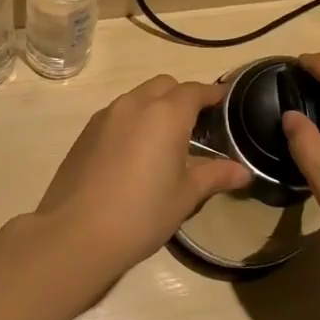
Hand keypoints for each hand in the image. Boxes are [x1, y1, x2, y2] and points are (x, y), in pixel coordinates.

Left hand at [35, 76, 250, 273]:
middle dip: (183, 96)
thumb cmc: (141, 213)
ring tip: (165, 140)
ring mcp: (106, 116)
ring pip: (138, 97)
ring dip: (155, 107)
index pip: (195, 90)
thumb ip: (215, 175)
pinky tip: (135, 154)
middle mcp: (135, 104)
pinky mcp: (86, 132)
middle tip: (196, 125)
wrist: (75, 234)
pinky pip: (118, 114)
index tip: (225, 102)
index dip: (212, 94)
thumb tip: (243, 171)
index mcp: (165, 114)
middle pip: (165, 85)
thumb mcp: (185, 196)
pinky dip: (133, 121)